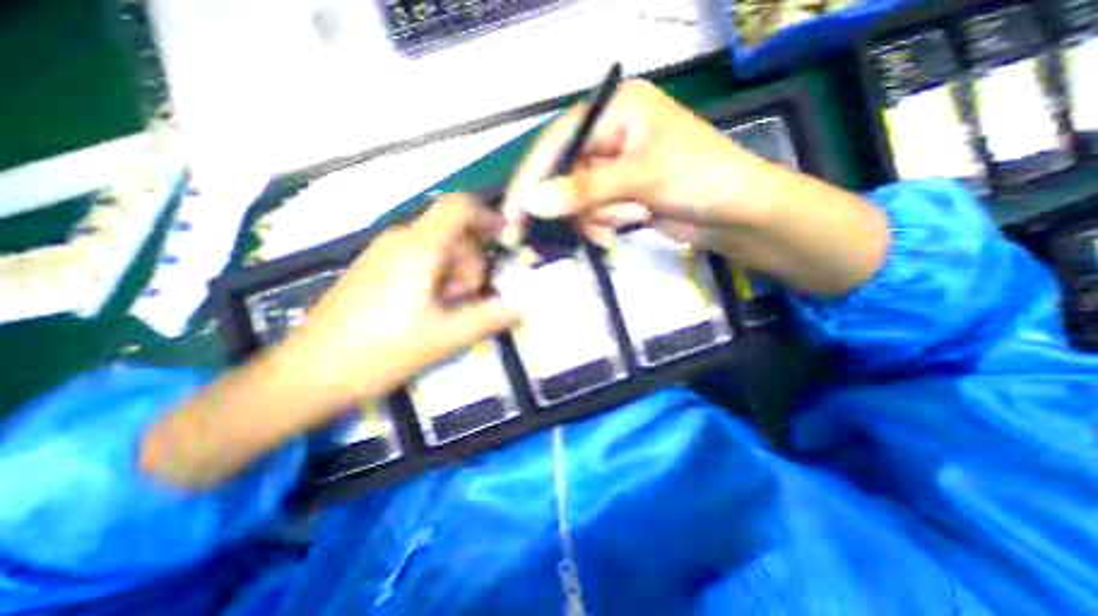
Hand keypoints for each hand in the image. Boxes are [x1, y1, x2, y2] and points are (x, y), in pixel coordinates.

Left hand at [280, 196, 520, 408]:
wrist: (310, 374)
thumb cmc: (383, 352)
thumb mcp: (447, 336)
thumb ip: (491, 317)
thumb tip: (524, 306)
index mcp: (419, 248)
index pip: (458, 208)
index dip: (487, 216)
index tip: (505, 237)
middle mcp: (400, 241)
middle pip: (452, 236)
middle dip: (471, 264)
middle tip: (469, 300)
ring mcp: (382, 255)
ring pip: (436, 251)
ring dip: (454, 276)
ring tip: (446, 311)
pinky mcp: (372, 271)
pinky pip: (416, 262)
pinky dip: (434, 280)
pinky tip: (426, 311)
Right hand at [501, 76, 885, 294]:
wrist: (737, 214)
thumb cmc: (700, 179)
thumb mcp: (641, 178)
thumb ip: (585, 191)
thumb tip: (533, 204)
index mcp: (616, 110)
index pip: (559, 141)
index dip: (532, 177)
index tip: (513, 211)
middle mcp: (610, 134)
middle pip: (565, 173)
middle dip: (569, 205)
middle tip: (544, 233)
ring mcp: (614, 167)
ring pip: (578, 198)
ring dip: (596, 217)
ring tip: (626, 219)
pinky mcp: (619, 193)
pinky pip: (593, 212)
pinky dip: (604, 224)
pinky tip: (627, 225)